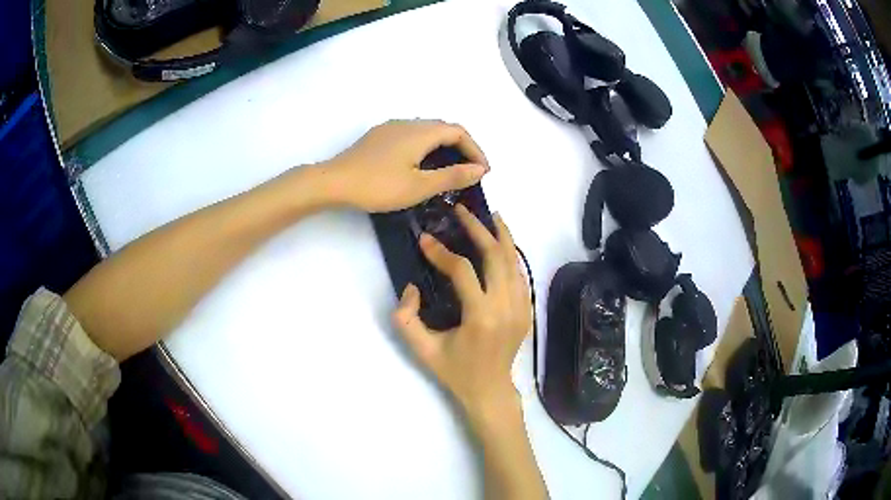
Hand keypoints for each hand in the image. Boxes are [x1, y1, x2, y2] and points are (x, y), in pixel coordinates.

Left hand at [328, 120, 489, 212]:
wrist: (333, 182)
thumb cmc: (378, 186)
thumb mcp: (419, 186)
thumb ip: (452, 176)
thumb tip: (480, 169)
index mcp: (420, 132)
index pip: (458, 132)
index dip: (475, 149)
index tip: (483, 171)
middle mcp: (408, 123)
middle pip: (443, 128)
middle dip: (461, 146)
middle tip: (470, 170)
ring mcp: (390, 128)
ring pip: (426, 131)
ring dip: (443, 146)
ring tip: (449, 169)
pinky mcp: (378, 136)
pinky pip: (411, 135)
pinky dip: (426, 147)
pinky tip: (420, 164)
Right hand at [393, 205, 531, 420]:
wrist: (490, 390)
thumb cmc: (454, 370)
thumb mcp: (422, 349)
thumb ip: (406, 318)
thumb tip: (412, 287)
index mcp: (481, 317)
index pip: (462, 271)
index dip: (440, 252)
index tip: (424, 239)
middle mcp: (506, 307)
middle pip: (495, 255)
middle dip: (477, 229)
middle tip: (461, 211)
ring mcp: (521, 307)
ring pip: (513, 260)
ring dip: (500, 235)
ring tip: (488, 215)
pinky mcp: (526, 309)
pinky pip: (520, 273)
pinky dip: (511, 254)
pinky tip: (501, 242)